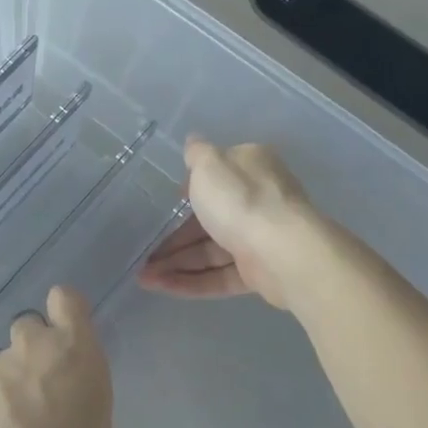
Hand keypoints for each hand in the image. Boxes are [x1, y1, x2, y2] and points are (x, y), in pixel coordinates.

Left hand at [0, 286, 113, 427]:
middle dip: (34, 349)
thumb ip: (83, 403)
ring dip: (9, 383)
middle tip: (40, 388)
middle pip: (29, 326)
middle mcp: (32, 347)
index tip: (67, 333)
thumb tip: (70, 405)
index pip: (65, 299)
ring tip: (14, 427)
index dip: (64, 311)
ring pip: (3, 362)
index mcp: (74, 350)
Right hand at [137, 138, 321, 310]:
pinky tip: (160, 287)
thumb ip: (196, 153)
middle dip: (173, 238)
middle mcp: (257, 201)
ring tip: (143, 276)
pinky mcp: (258, 273)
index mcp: (250, 168)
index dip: (188, 190)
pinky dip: (191, 282)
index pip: (216, 177)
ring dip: (175, 263)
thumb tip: (192, 141)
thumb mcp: (209, 164)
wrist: (285, 253)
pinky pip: (218, 276)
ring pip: (210, 251)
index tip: (165, 204)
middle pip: (208, 219)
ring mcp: (258, 239)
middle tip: (143, 252)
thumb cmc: (241, 199)